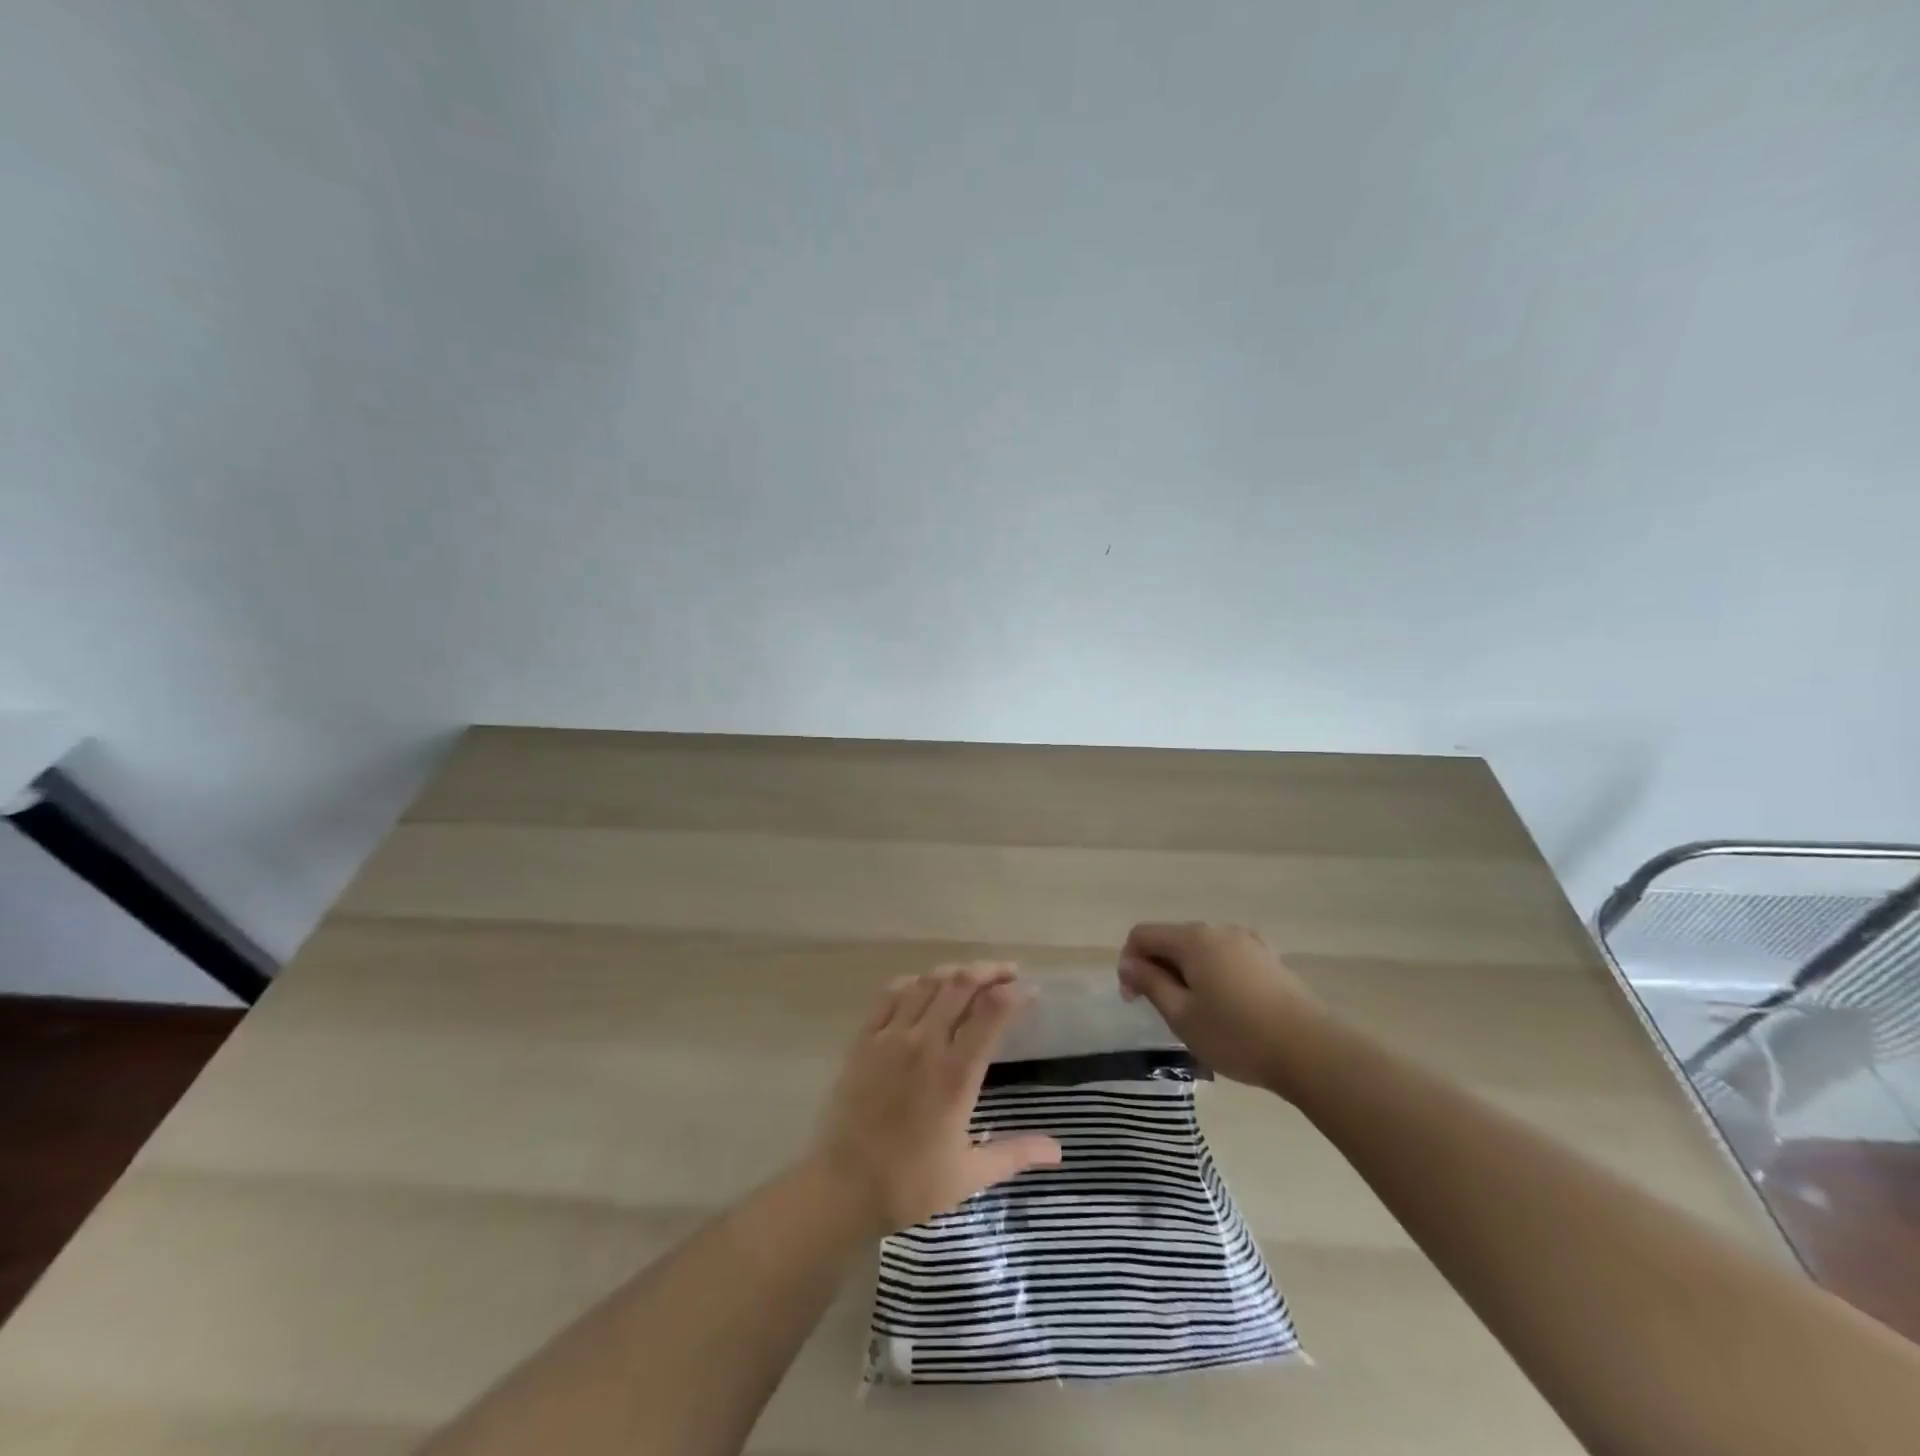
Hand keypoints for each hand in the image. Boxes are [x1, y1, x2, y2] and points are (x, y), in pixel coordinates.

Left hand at [809, 962, 1062, 1234]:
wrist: (841, 1188)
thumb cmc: (909, 1184)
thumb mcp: (969, 1175)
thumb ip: (1015, 1154)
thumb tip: (1058, 1150)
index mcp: (955, 1074)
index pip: (991, 1013)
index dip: (1015, 994)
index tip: (1031, 991)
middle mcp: (924, 1044)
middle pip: (961, 985)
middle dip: (989, 972)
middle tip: (1008, 973)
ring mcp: (890, 1037)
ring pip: (927, 983)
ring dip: (954, 973)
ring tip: (972, 976)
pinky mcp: (864, 1039)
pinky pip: (890, 995)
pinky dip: (913, 982)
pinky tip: (924, 986)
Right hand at [1117, 922, 1324, 1096]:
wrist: (1313, 1051)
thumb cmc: (1237, 1035)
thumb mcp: (1181, 1015)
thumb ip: (1149, 983)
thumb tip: (1128, 963)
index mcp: (1193, 938)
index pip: (1143, 935)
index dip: (1129, 962)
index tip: (1134, 999)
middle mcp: (1220, 930)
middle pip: (1173, 940)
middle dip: (1159, 969)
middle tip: (1164, 1012)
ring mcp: (1249, 943)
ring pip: (1201, 951)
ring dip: (1187, 975)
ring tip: (1197, 1015)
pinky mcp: (1270, 960)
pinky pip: (1227, 960)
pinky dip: (1214, 977)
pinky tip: (1228, 1011)